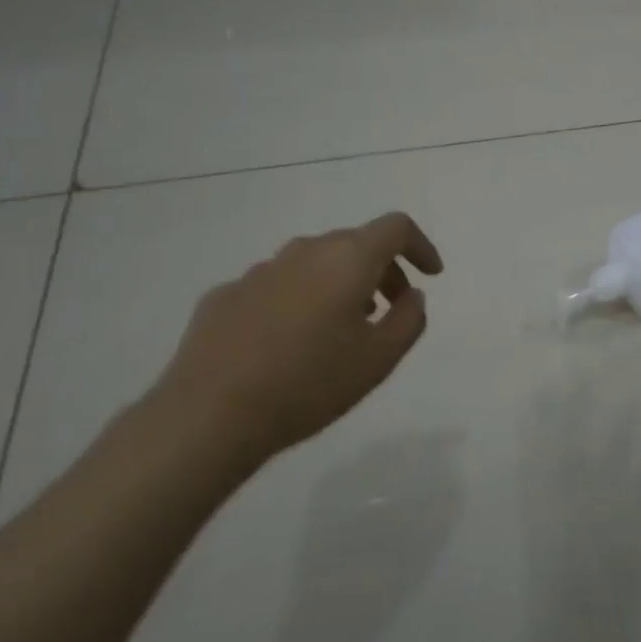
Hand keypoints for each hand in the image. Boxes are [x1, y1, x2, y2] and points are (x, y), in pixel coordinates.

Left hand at [147, 212, 443, 475]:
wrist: (209, 414)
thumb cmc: (309, 383)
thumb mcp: (379, 359)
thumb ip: (409, 320)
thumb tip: (411, 296)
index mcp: (346, 259)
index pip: (395, 227)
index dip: (420, 246)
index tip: (431, 275)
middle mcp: (303, 252)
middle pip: (354, 244)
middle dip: (382, 270)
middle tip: (390, 309)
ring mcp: (259, 271)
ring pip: (314, 264)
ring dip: (338, 285)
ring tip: (341, 329)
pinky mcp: (225, 295)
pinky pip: (277, 287)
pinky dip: (297, 301)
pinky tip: (288, 344)